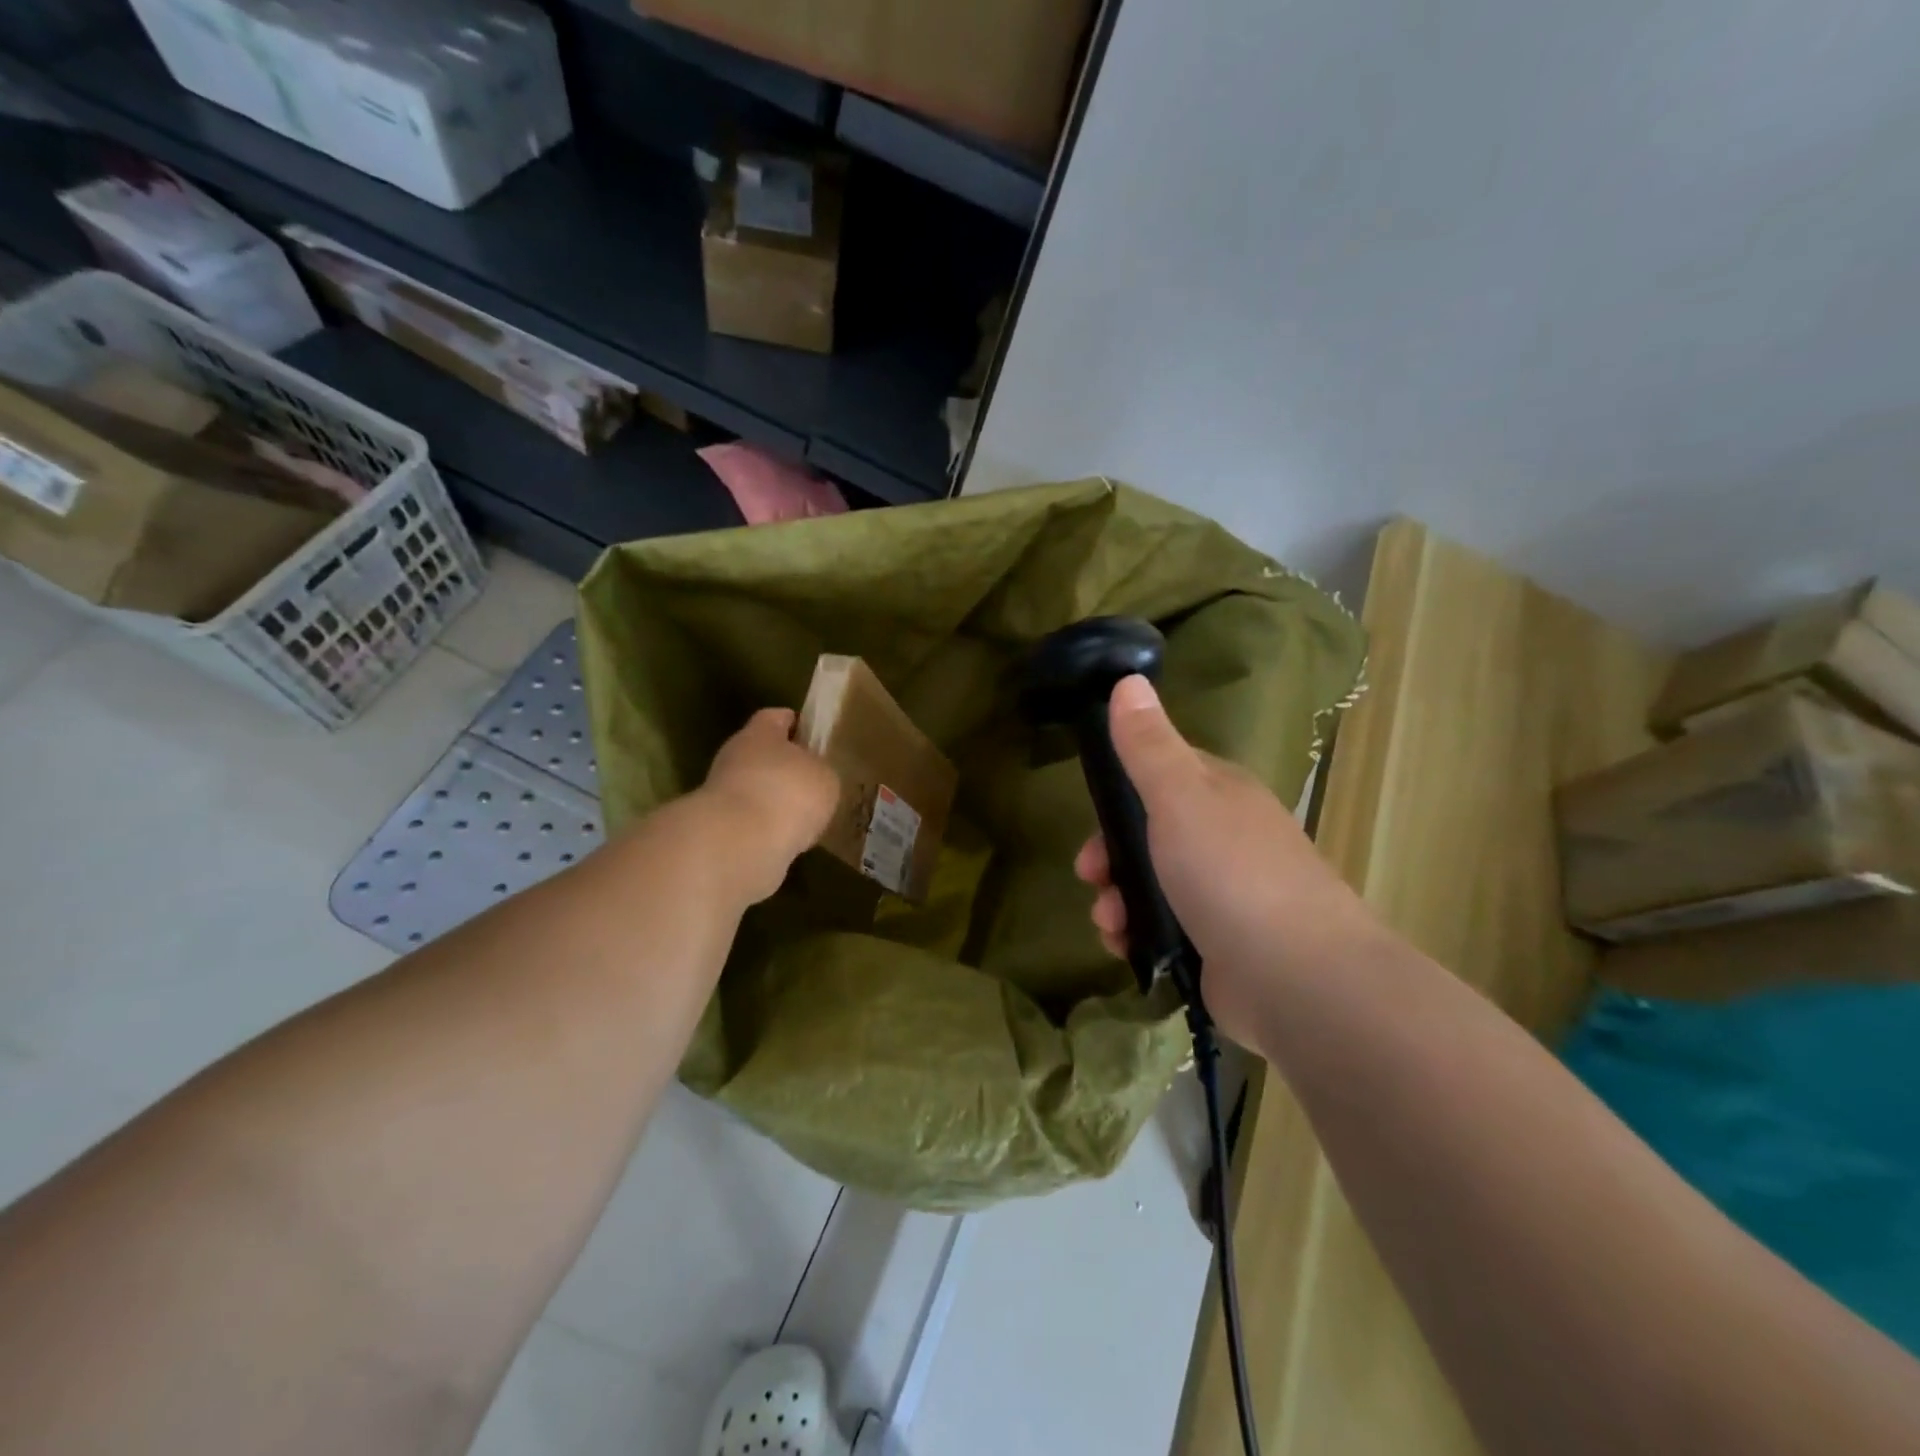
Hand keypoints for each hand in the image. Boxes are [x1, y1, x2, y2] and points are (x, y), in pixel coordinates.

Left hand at [699, 707, 840, 902]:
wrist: (740, 844)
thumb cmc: (788, 794)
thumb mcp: (824, 777)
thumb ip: (819, 771)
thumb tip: (810, 778)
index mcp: (760, 733)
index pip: (776, 717)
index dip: (794, 724)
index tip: (810, 735)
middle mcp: (734, 757)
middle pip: (761, 755)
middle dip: (783, 767)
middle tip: (810, 782)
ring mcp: (721, 794)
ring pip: (754, 790)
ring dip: (773, 801)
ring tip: (802, 817)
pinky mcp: (718, 829)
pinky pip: (749, 822)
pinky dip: (766, 829)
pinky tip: (786, 840)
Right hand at [1073, 675, 1381, 1047]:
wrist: (1299, 978)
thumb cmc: (1231, 873)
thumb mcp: (1180, 796)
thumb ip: (1148, 744)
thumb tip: (1128, 679)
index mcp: (1221, 794)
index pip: (1163, 772)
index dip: (1121, 789)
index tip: (1091, 811)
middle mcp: (1226, 838)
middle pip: (1151, 833)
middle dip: (1111, 855)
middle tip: (1090, 875)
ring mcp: (1226, 894)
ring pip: (1153, 884)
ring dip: (1117, 900)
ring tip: (1109, 924)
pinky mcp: (1221, 945)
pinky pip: (1165, 930)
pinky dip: (1138, 936)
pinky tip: (1125, 948)